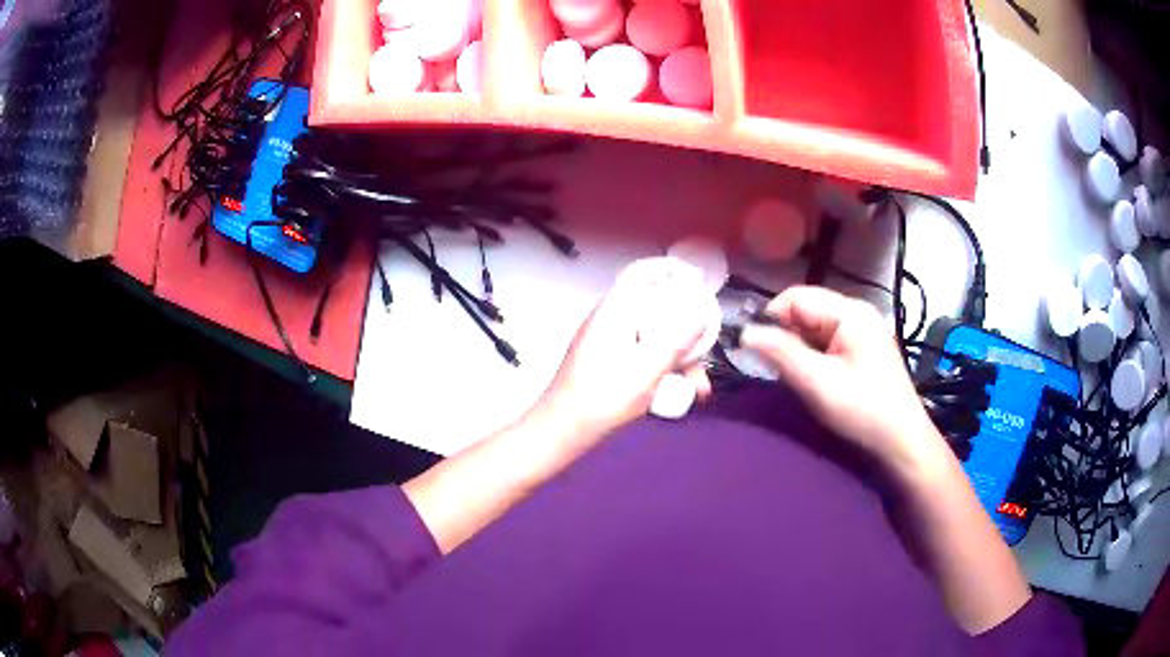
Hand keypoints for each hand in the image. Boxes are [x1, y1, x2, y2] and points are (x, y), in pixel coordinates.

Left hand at [533, 258, 712, 439]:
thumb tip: (699, 313)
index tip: (697, 280)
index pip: (641, 272)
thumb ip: (675, 341)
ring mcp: (606, 340)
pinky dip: (661, 365)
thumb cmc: (603, 398)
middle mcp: (608, 319)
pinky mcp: (606, 360)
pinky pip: (641, 351)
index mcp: (613, 312)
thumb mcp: (646, 371)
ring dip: (678, 355)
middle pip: (653, 307)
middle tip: (706, 348)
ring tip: (698, 387)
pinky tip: (678, 392)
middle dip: (685, 327)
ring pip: (651, 334)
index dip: (670, 269)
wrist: (562, 430)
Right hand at [739, 286, 952, 480]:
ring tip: (797, 377)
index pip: (796, 297)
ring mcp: (863, 330)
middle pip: (806, 309)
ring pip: (814, 327)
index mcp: (850, 311)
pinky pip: (827, 341)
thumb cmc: (862, 410)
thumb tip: (744, 332)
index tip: (755, 350)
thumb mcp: (817, 382)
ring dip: (798, 348)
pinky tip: (814, 379)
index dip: (771, 318)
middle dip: (785, 335)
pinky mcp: (863, 349)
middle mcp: (857, 312)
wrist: (901, 442)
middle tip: (776, 369)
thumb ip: (780, 353)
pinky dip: (813, 356)